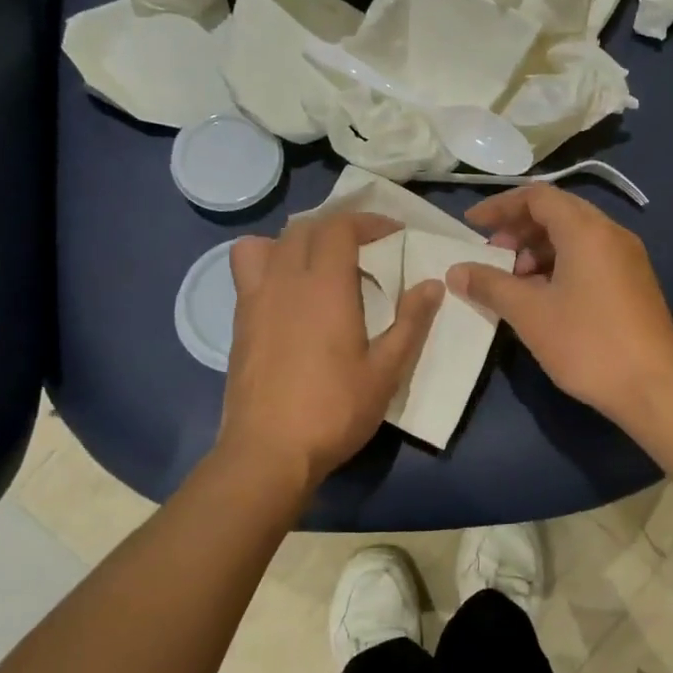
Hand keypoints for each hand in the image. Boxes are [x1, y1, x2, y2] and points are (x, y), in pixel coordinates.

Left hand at [219, 212, 442, 487]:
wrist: (268, 451)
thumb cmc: (334, 411)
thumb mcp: (386, 371)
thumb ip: (411, 323)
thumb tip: (432, 284)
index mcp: (324, 286)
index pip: (340, 227)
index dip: (368, 221)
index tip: (393, 235)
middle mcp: (285, 280)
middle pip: (306, 228)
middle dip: (339, 228)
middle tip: (365, 248)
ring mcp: (255, 298)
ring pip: (269, 242)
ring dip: (298, 240)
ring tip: (319, 263)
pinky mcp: (239, 320)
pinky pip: (247, 269)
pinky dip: (270, 261)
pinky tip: (289, 294)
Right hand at [446, 186, 672, 425]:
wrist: (654, 388)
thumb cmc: (588, 344)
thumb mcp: (530, 313)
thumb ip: (490, 285)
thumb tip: (456, 271)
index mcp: (586, 230)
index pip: (537, 196)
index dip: (500, 206)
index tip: (472, 226)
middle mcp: (611, 234)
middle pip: (557, 213)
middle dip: (518, 230)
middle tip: (491, 256)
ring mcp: (628, 258)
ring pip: (574, 237)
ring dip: (538, 250)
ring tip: (513, 282)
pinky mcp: (634, 283)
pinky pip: (590, 258)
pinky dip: (560, 265)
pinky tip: (543, 297)